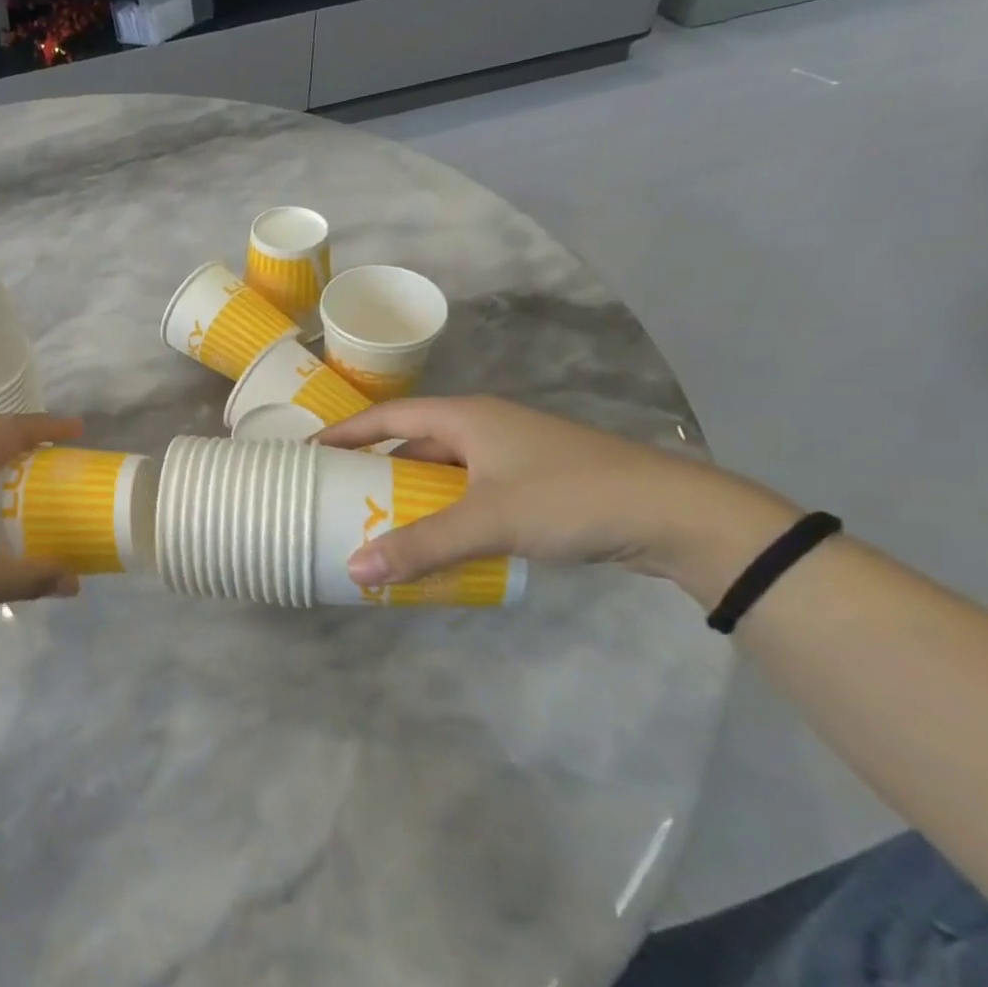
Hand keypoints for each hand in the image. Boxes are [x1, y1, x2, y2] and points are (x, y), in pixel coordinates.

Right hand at [315, 397, 799, 601]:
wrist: (678, 515)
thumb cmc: (570, 497)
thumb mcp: (488, 521)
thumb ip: (420, 545)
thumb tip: (354, 570)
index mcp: (466, 417)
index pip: (388, 416)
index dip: (347, 432)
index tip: (309, 452)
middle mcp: (485, 426)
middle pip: (414, 442)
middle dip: (376, 467)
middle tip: (339, 494)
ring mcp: (512, 454)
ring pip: (444, 469)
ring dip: (412, 492)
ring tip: (378, 520)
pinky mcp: (535, 481)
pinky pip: (470, 490)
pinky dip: (446, 509)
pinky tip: (438, 538)